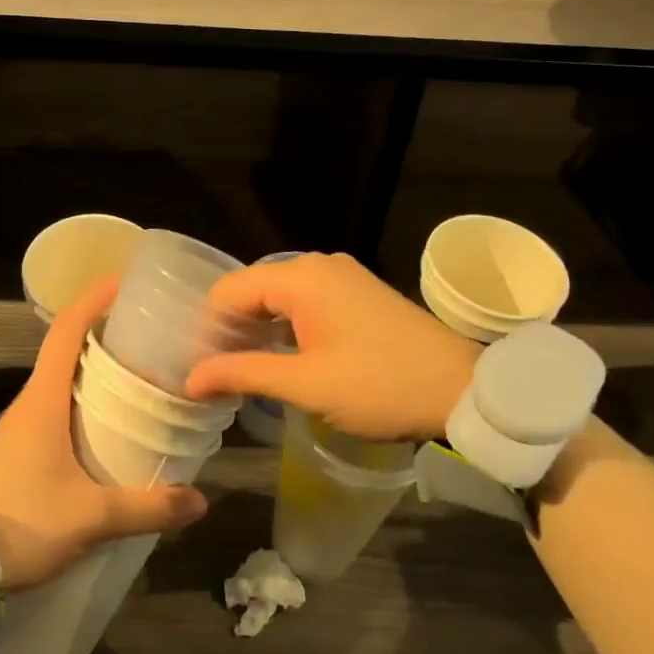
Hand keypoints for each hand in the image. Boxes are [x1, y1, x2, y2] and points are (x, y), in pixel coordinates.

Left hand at [0, 275, 207, 587]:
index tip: (124, 282)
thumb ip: (148, 507)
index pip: (66, 331)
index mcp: (42, 401)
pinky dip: (84, 395)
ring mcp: (20, 425)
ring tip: (138, 369)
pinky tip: (110, 420)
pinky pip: (55, 404)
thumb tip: (200, 501)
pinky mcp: (19, 448)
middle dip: (103, 330)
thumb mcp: (92, 518)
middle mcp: (29, 402)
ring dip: (94, 365)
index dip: (93, 300)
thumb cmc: (22, 525)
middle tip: (147, 330)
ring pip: (60, 378)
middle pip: (65, 348)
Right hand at [184, 253, 477, 442]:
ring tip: (245, 370)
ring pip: (279, 295)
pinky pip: (306, 301)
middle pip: (253, 288)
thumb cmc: (379, 385)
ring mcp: (342, 276)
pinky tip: (282, 357)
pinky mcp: (358, 293)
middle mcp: (318, 265)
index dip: (208, 328)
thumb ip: (243, 373)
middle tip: (218, 374)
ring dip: (258, 329)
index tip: (201, 369)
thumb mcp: (306, 384)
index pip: (230, 289)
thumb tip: (191, 378)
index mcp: (301, 276)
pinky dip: (286, 325)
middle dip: (231, 328)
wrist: (462, 389)